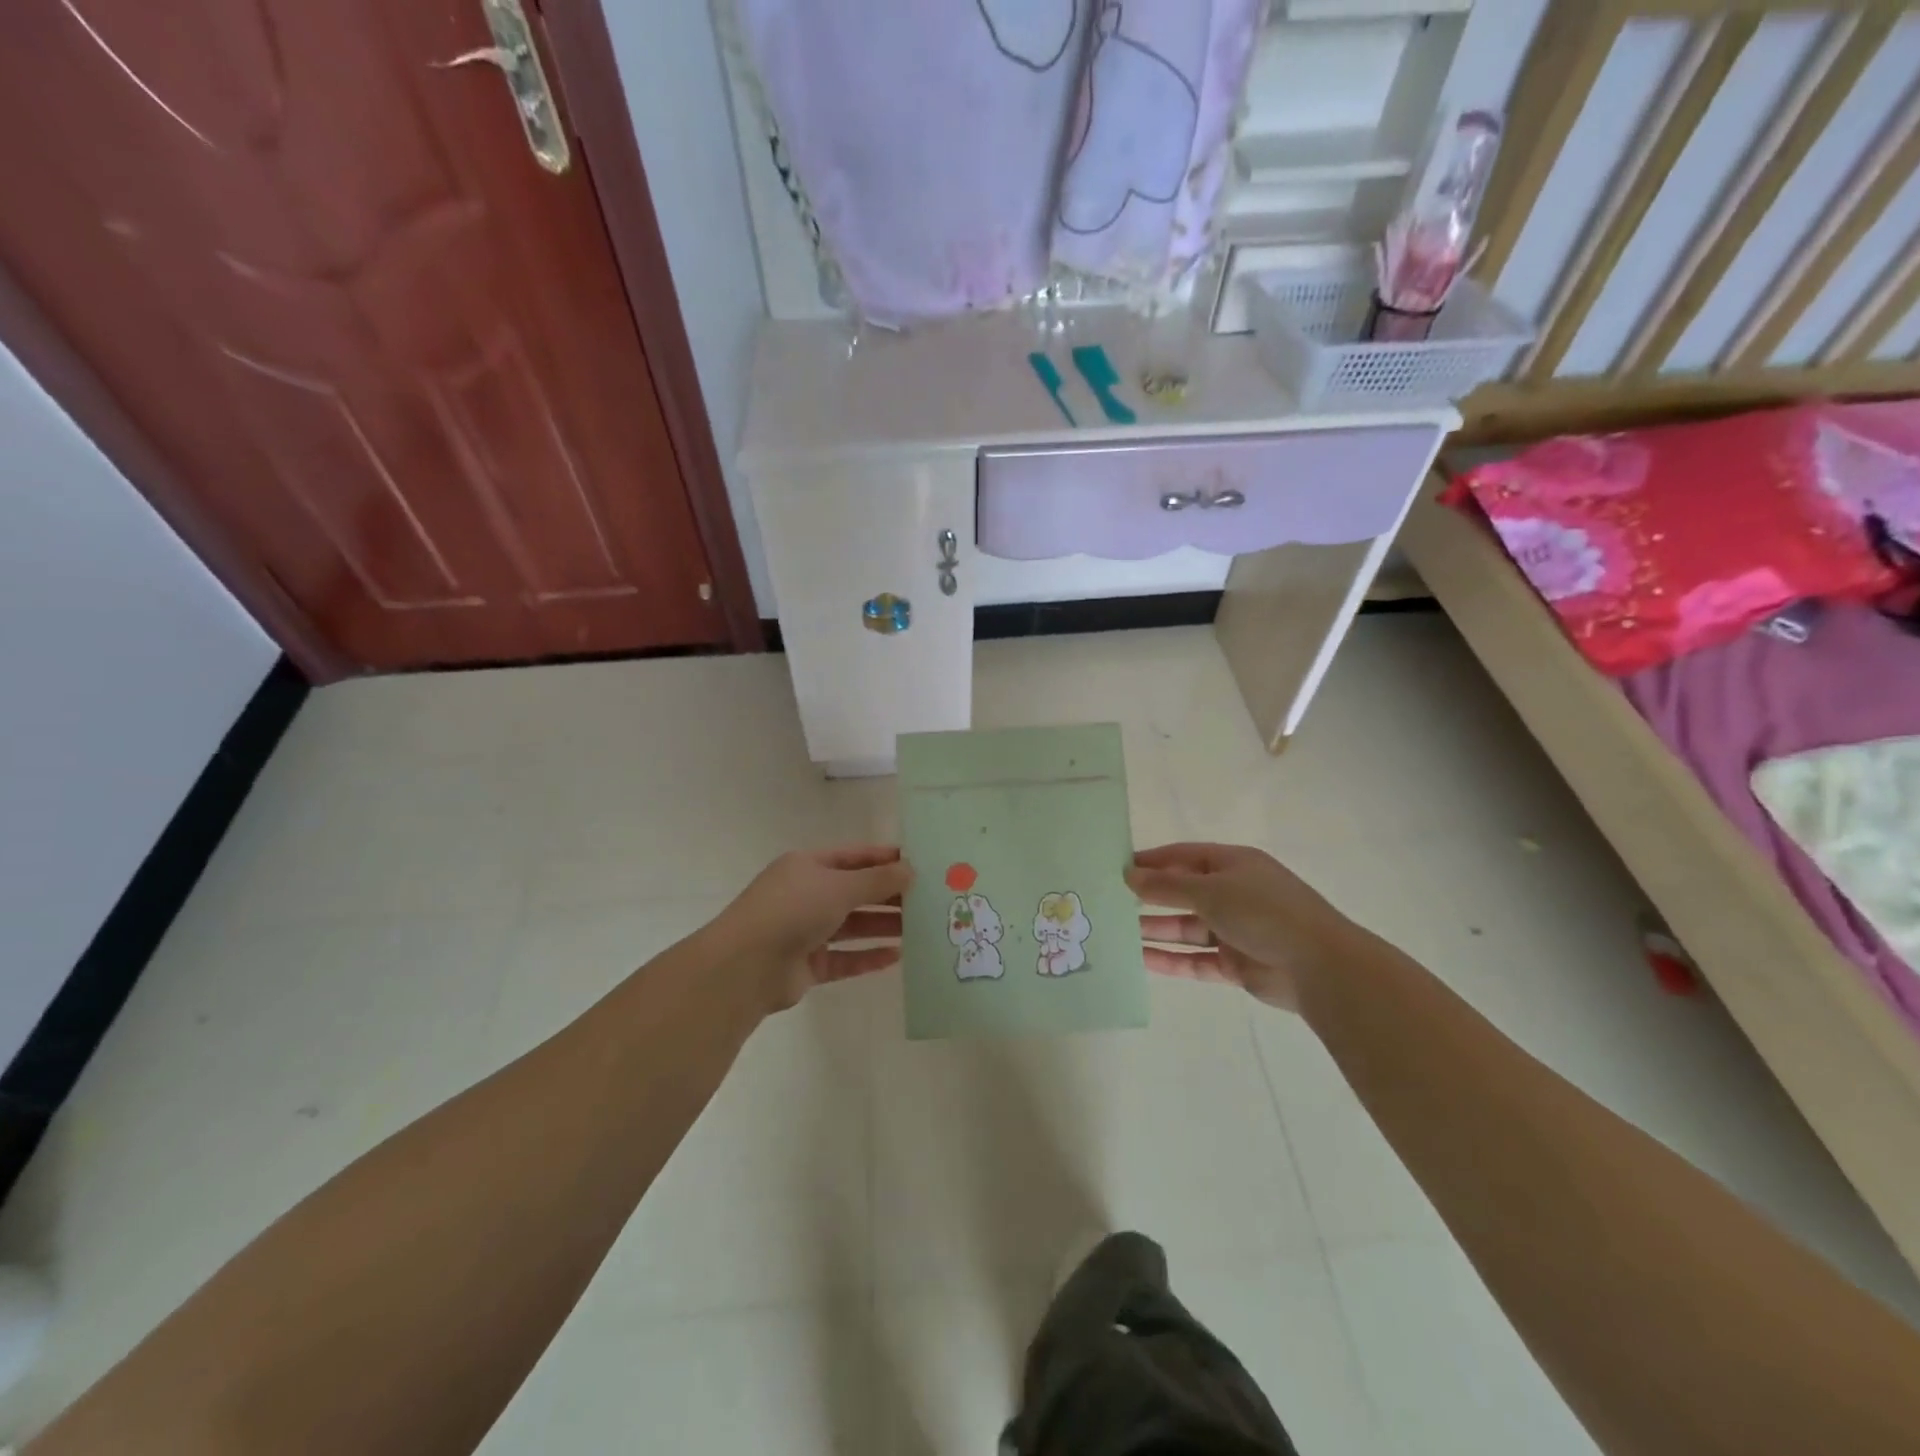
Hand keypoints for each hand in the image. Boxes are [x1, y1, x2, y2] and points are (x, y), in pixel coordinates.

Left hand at [712, 846, 911, 1011]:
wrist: (745, 966)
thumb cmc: (793, 910)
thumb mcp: (840, 886)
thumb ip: (878, 880)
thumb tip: (910, 869)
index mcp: (808, 866)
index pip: (853, 856)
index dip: (884, 858)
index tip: (918, 864)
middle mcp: (806, 895)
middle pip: (855, 892)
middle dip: (888, 895)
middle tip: (927, 899)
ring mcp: (805, 931)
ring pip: (852, 926)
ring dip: (883, 926)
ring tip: (919, 928)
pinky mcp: (807, 965)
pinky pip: (844, 958)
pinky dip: (868, 957)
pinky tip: (897, 957)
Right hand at [1127, 843, 1353, 1011]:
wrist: (1319, 966)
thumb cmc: (1263, 912)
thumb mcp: (1210, 890)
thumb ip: (1167, 885)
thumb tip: (1129, 875)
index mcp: (1233, 865)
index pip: (1183, 856)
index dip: (1151, 861)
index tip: (1116, 868)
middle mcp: (1234, 894)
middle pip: (1183, 893)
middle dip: (1149, 898)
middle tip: (1109, 903)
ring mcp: (1236, 930)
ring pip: (1187, 929)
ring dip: (1156, 930)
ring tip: (1117, 933)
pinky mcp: (1237, 964)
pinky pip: (1196, 960)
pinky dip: (1171, 960)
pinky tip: (1141, 961)